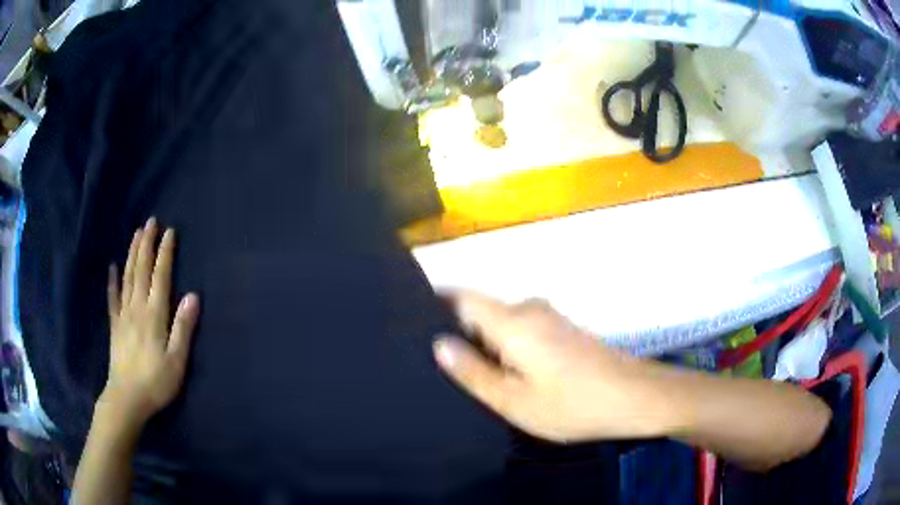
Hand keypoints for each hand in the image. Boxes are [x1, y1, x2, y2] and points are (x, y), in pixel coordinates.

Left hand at [102, 218, 199, 426]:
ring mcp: (123, 315)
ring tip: (136, 234)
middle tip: (150, 221)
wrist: (127, 399)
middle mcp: (137, 307)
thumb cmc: (156, 382)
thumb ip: (183, 327)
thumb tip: (193, 295)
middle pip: (141, 269)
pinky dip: (112, 280)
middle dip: (146, 244)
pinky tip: (112, 267)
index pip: (161, 276)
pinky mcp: (115, 325)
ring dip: (132, 253)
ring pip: (127, 277)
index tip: (170, 231)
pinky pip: (112, 297)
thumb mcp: (177, 360)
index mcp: (154, 315)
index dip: (165, 253)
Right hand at [433, 292, 674, 442]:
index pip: (462, 297)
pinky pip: (521, 331)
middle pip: (481, 311)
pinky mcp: (563, 330)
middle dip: (460, 332)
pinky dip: (506, 347)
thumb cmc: (573, 404)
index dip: (435, 301)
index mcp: (512, 322)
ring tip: (469, 374)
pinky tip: (505, 375)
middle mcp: (529, 309)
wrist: (634, 397)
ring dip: (485, 343)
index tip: (413, 319)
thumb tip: (440, 344)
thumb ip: (473, 372)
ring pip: (502, 323)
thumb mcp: (514, 400)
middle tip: (439, 365)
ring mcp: (550, 318)